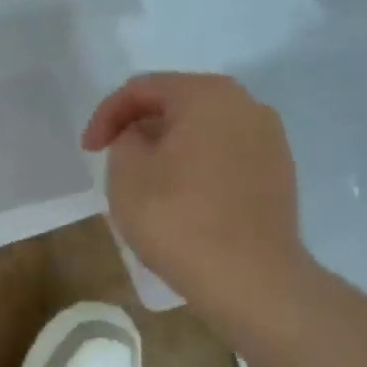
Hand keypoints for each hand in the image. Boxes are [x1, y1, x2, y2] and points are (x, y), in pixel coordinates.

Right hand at [82, 74, 307, 306]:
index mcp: (208, 95)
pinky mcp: (278, 175)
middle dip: (139, 128)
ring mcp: (270, 141)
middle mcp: (247, 106)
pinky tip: (179, 199)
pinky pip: (224, 157)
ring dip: (168, 148)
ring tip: (144, 182)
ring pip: (203, 132)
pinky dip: (195, 167)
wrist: (249, 278)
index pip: (142, 88)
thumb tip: (141, 138)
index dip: (106, 115)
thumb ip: (124, 140)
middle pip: (177, 104)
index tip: (88, 151)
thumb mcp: (126, 173)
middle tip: (113, 160)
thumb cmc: (178, 218)